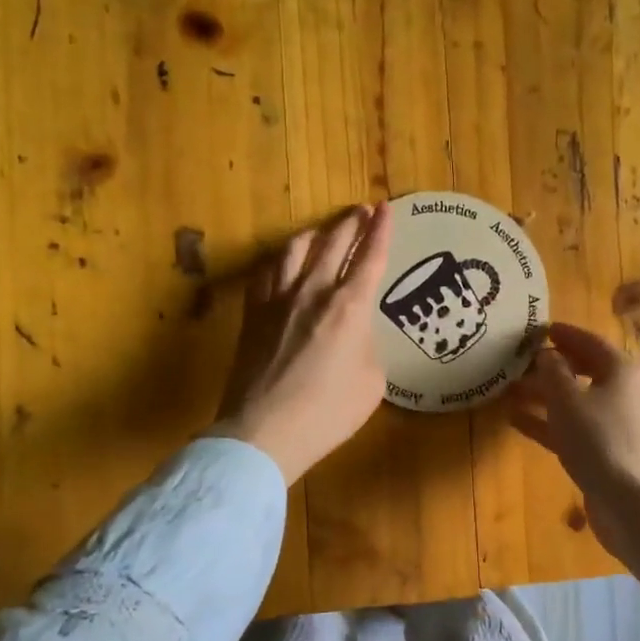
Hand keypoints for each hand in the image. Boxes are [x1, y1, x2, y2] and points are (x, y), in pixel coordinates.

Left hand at [212, 203, 393, 485]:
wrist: (265, 431)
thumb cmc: (328, 412)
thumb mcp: (371, 382)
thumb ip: (367, 346)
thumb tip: (355, 336)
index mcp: (350, 307)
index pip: (370, 257)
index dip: (381, 230)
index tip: (386, 209)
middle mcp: (313, 291)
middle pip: (334, 243)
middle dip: (352, 222)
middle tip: (362, 210)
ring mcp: (278, 299)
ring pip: (296, 249)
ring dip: (316, 234)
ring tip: (324, 231)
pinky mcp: (253, 313)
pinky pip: (267, 272)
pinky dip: (281, 259)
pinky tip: (284, 262)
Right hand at [507, 322, 639, 552]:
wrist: (634, 504)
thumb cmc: (601, 441)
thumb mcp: (568, 400)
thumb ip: (552, 371)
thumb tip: (545, 354)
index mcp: (620, 370)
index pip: (588, 341)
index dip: (563, 334)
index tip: (536, 329)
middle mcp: (620, 391)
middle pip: (581, 370)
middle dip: (548, 366)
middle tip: (515, 361)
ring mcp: (613, 423)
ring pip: (573, 400)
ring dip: (542, 395)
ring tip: (506, 390)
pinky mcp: (603, 451)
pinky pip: (570, 427)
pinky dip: (546, 422)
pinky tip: (514, 421)